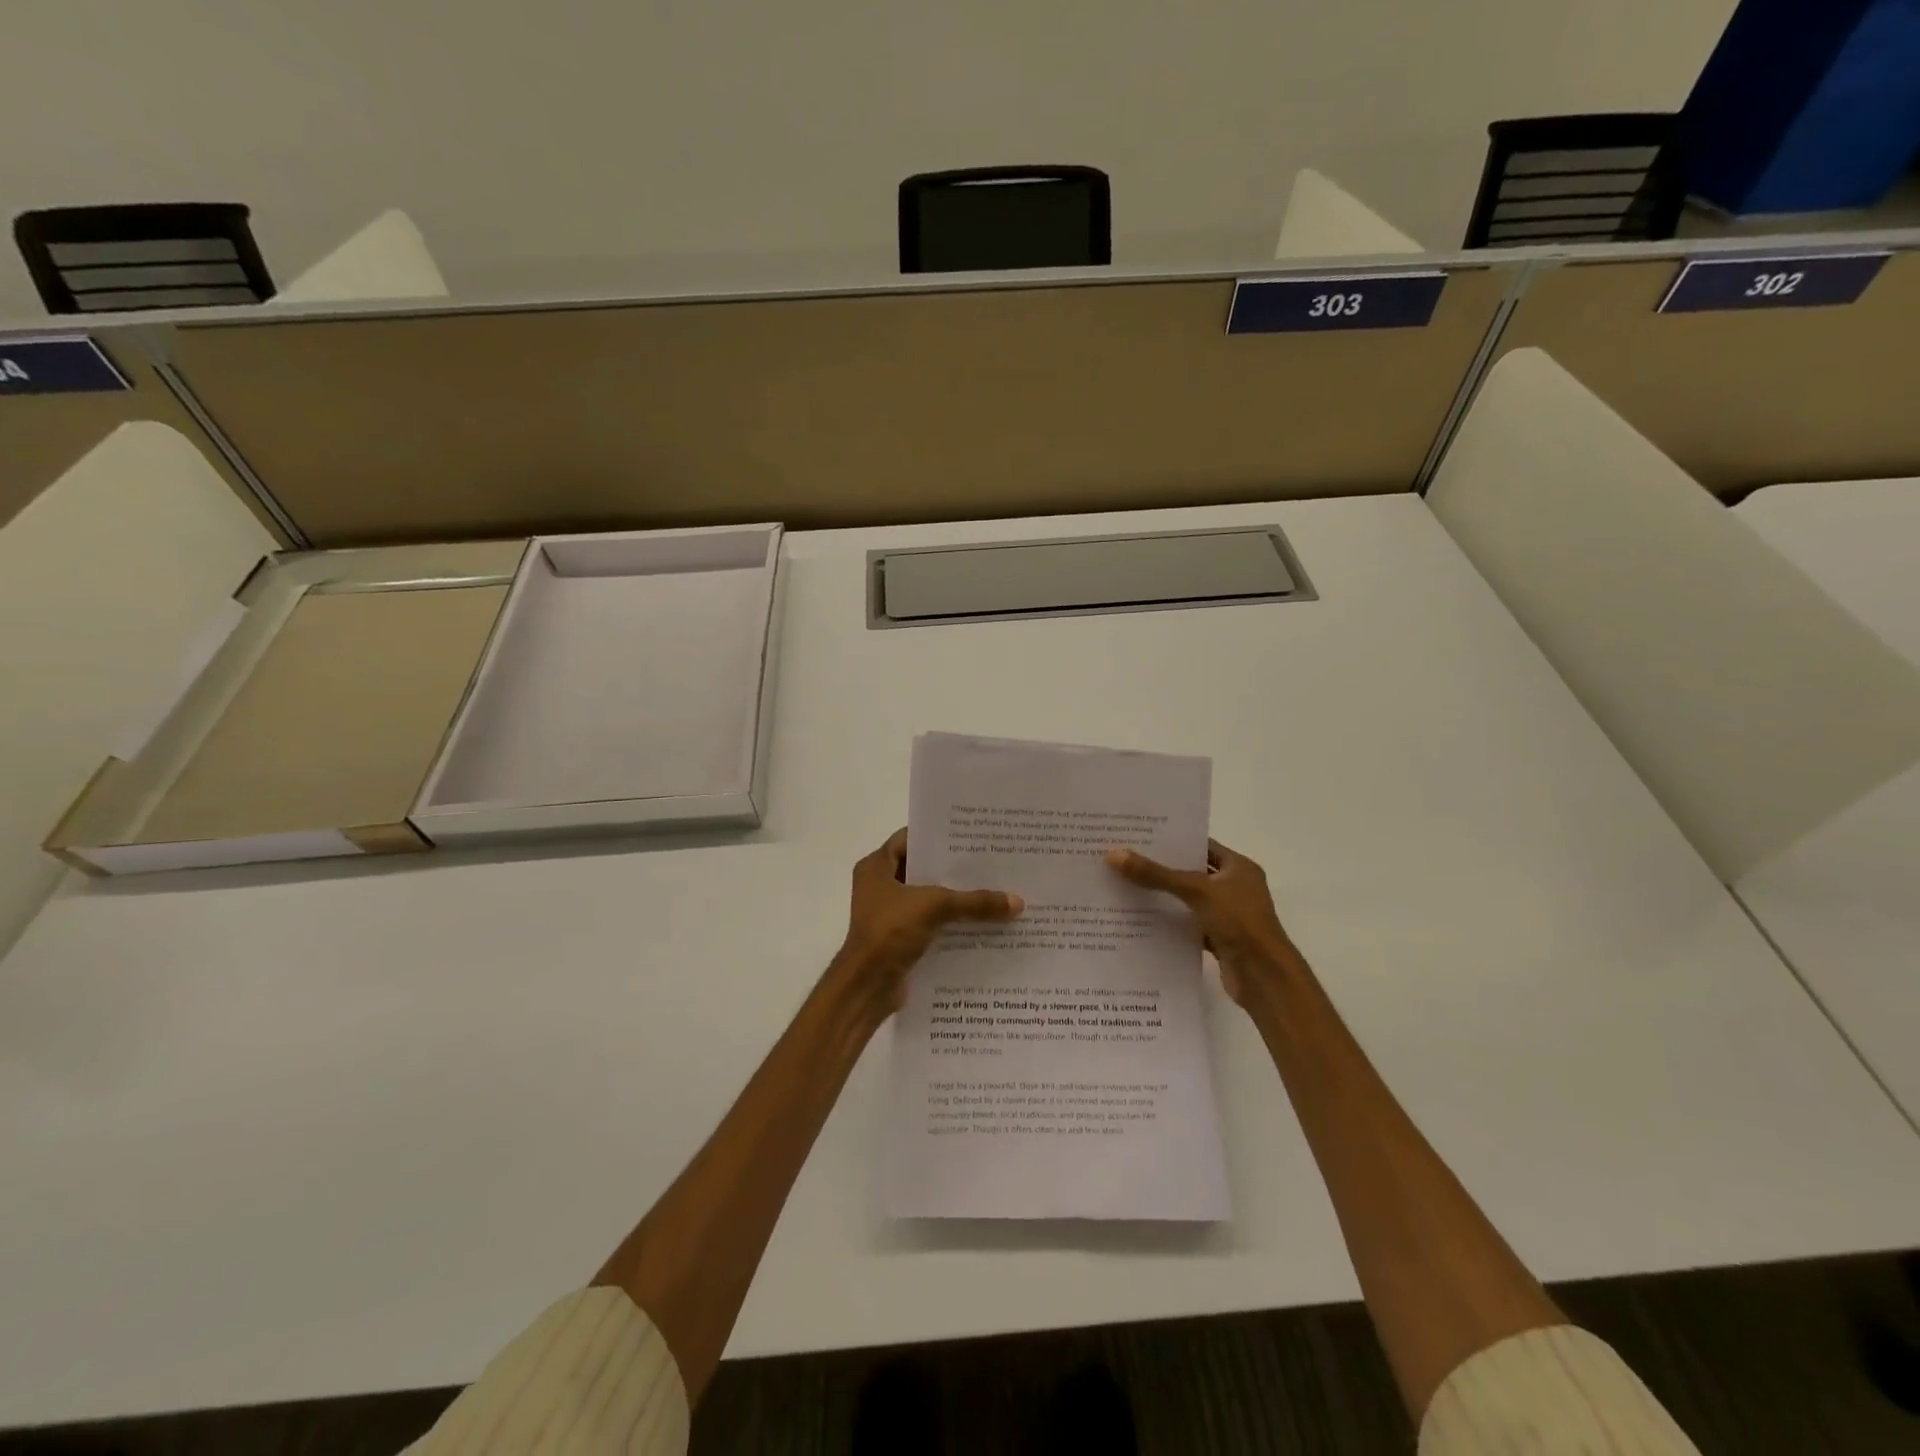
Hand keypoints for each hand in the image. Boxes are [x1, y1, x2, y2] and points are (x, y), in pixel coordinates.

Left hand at [834, 829, 1023, 1012]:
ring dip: (955, 898)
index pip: (909, 839)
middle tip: (990, 861)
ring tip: (994, 890)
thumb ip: (975, 902)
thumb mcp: (935, 907)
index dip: (938, 836)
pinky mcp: (900, 939)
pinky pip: (931, 923)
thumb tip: (1018, 902)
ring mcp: (889, 914)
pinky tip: (982, 922)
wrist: (866, 988)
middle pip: (922, 869)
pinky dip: (951, 923)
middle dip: (953, 869)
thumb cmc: (890, 933)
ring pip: (928, 898)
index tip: (970, 835)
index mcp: (876, 867)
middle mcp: (879, 886)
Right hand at [1105, 839, 1300, 1004]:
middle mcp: (1236, 888)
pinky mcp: (1219, 939)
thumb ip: (1156, 874)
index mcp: (1239, 868)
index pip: (1202, 846)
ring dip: (1165, 897)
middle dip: (1162, 868)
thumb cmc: (1238, 922)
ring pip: (1189, 901)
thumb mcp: (1195, 891)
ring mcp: (1228, 915)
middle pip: (1193, 872)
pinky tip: (1142, 920)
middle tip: (1125, 859)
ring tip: (1126, 886)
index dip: (1174, 841)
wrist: (1264, 977)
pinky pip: (1189, 925)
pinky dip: (1171, 923)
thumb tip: (1113, 854)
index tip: (1141, 837)